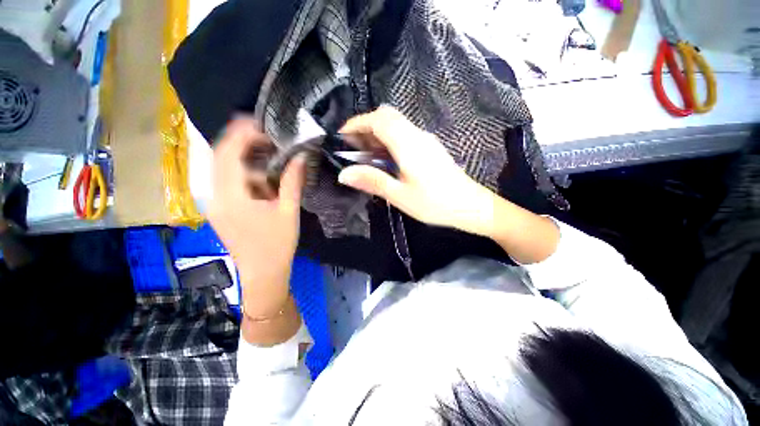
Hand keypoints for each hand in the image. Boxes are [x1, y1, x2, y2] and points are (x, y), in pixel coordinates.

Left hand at [207, 117, 305, 315]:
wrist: (262, 273)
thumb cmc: (277, 245)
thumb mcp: (288, 211)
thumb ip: (292, 181)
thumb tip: (300, 157)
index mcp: (231, 197)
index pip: (227, 153)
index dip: (241, 133)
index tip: (261, 123)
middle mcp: (215, 196)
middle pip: (219, 156)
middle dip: (239, 138)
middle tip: (265, 131)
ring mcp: (214, 202)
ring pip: (221, 167)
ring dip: (241, 153)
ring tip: (265, 147)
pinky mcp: (220, 208)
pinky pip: (226, 180)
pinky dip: (241, 169)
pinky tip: (260, 170)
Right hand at [337, 106, 497, 236]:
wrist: (471, 206)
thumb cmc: (435, 203)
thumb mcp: (400, 195)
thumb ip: (373, 181)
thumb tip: (344, 174)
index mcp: (408, 144)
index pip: (378, 119)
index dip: (357, 123)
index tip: (342, 136)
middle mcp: (417, 135)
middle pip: (387, 117)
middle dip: (366, 127)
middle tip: (352, 148)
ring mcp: (426, 141)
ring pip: (396, 125)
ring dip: (377, 134)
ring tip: (364, 156)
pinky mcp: (430, 148)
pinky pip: (405, 135)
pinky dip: (389, 141)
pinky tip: (385, 161)